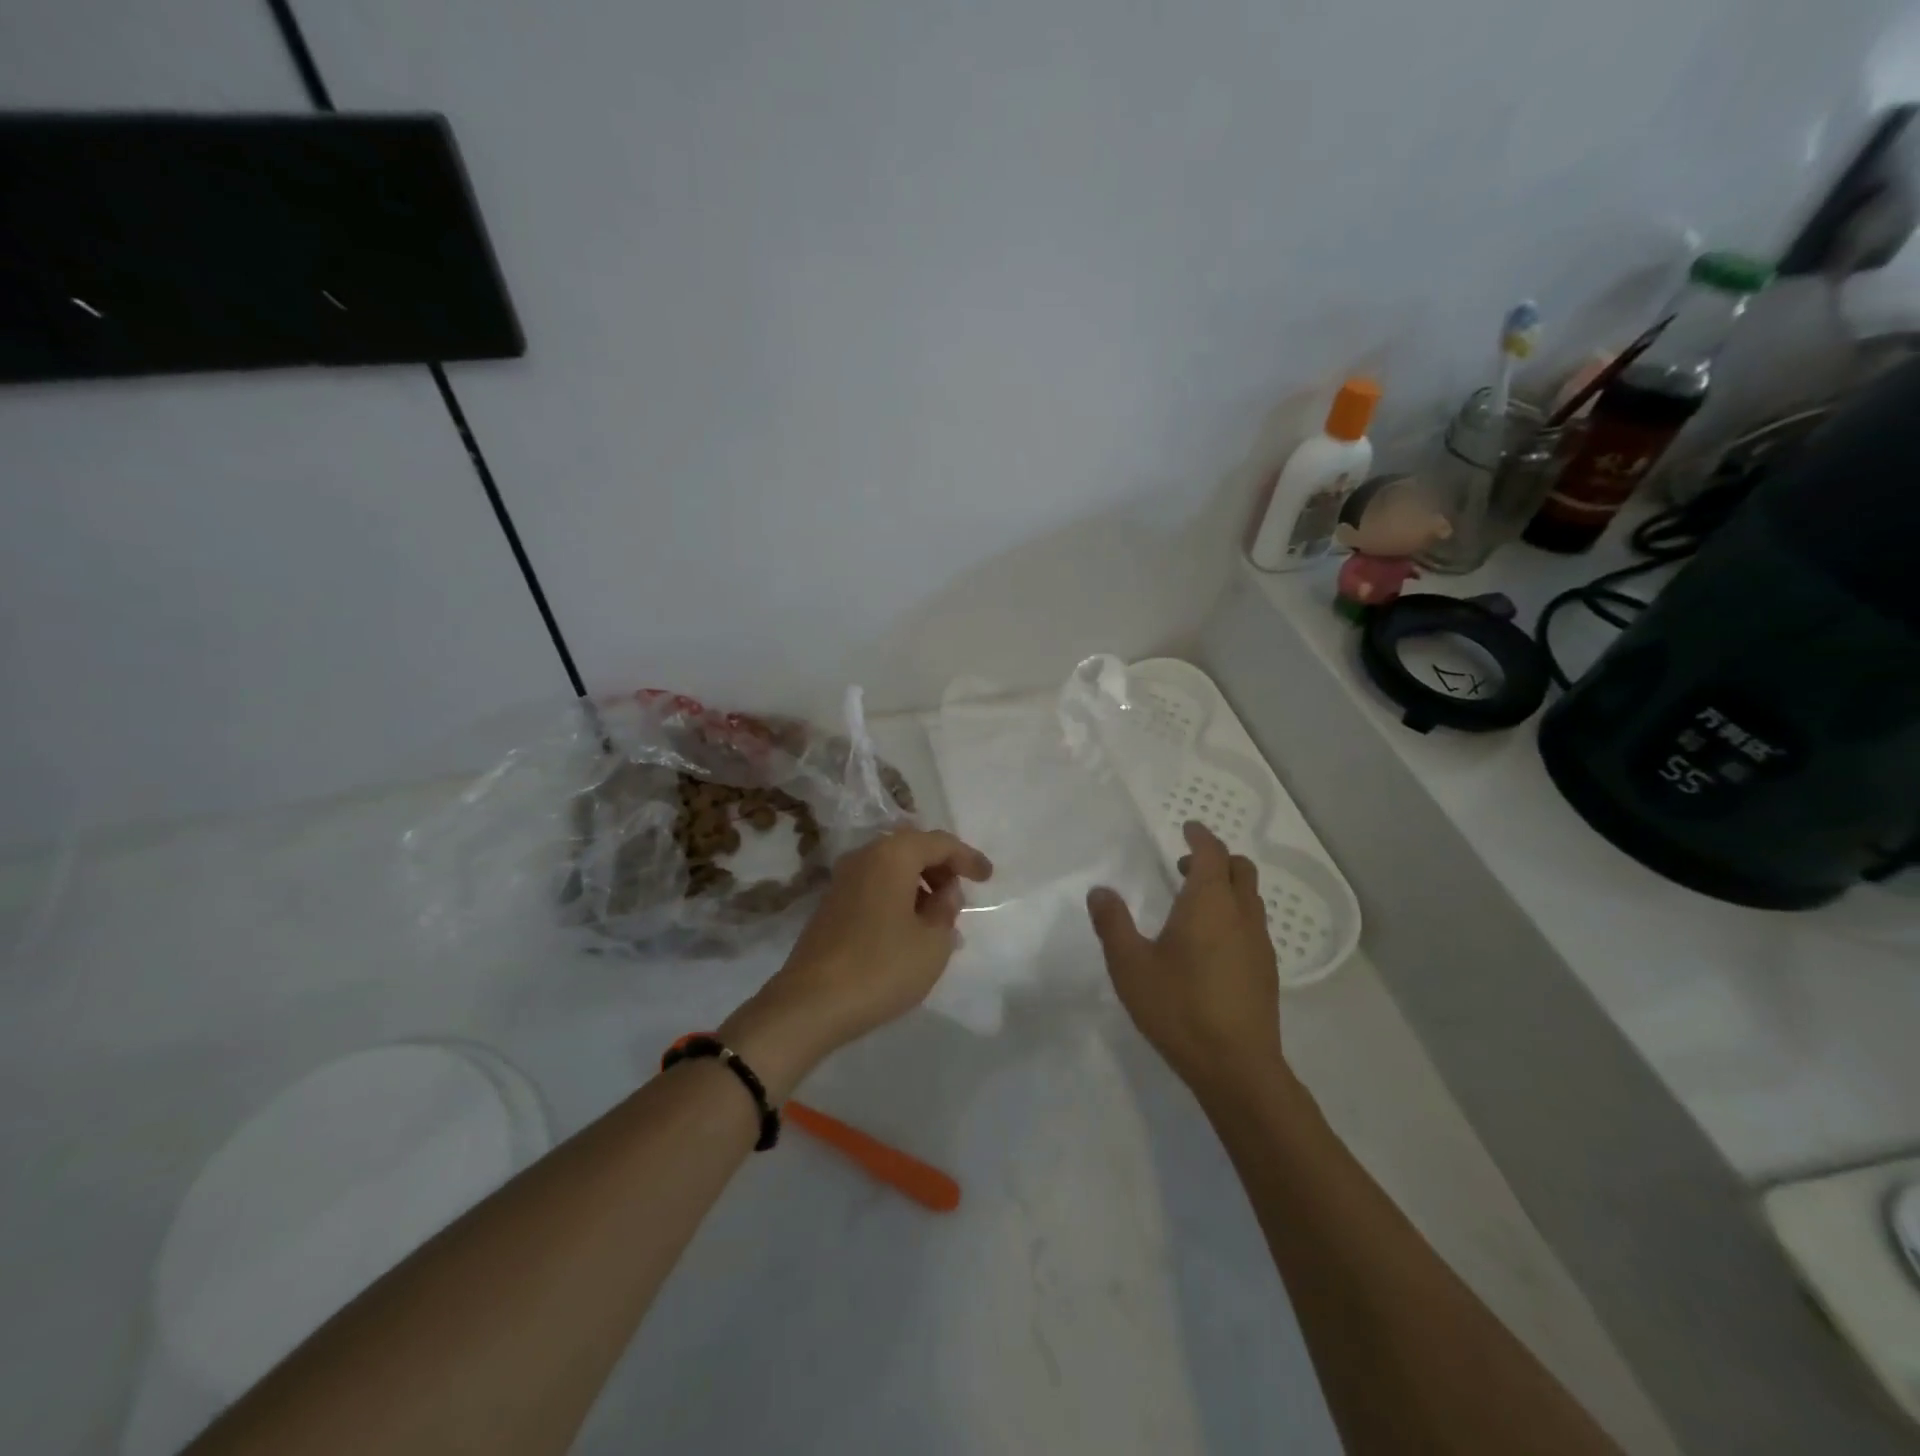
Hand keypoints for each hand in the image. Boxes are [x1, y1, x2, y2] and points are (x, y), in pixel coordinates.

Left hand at [721, 828, 991, 1096]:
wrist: (810, 1004)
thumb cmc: (881, 967)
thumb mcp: (932, 943)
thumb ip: (946, 909)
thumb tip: (943, 892)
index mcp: (893, 855)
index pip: (939, 843)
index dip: (967, 857)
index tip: (988, 877)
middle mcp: (865, 856)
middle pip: (912, 848)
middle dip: (940, 866)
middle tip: (960, 894)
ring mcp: (843, 880)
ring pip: (891, 867)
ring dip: (918, 883)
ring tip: (938, 916)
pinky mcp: (830, 904)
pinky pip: (874, 885)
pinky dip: (897, 896)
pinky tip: (909, 927)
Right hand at [1086, 823, 1287, 1097]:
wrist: (1236, 1068)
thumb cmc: (1179, 1008)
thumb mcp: (1130, 965)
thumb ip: (1113, 923)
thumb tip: (1100, 891)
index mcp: (1210, 903)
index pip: (1212, 854)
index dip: (1201, 837)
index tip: (1188, 827)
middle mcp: (1241, 915)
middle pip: (1241, 870)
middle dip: (1217, 859)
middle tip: (1184, 866)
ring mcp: (1260, 944)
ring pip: (1250, 898)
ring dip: (1227, 887)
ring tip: (1194, 904)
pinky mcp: (1267, 971)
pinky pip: (1252, 925)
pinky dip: (1234, 914)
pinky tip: (1211, 944)